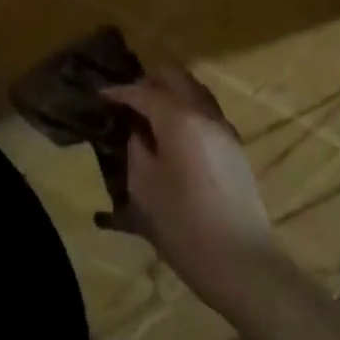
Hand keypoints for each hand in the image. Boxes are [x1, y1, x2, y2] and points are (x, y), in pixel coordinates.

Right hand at [100, 69, 282, 317]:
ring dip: (170, 94)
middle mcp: (205, 114)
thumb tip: (139, 132)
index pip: (143, 92)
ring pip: (195, 92)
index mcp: (179, 119)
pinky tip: (170, 134)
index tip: (100, 95)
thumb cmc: (182, 223)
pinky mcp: (234, 149)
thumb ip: (137, 148)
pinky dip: (185, 112)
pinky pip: (206, 113)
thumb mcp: (143, 186)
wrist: (239, 260)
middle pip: (176, 78)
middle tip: (126, 100)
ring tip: (147, 115)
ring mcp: (225, 130)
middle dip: (148, 83)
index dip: (119, 92)